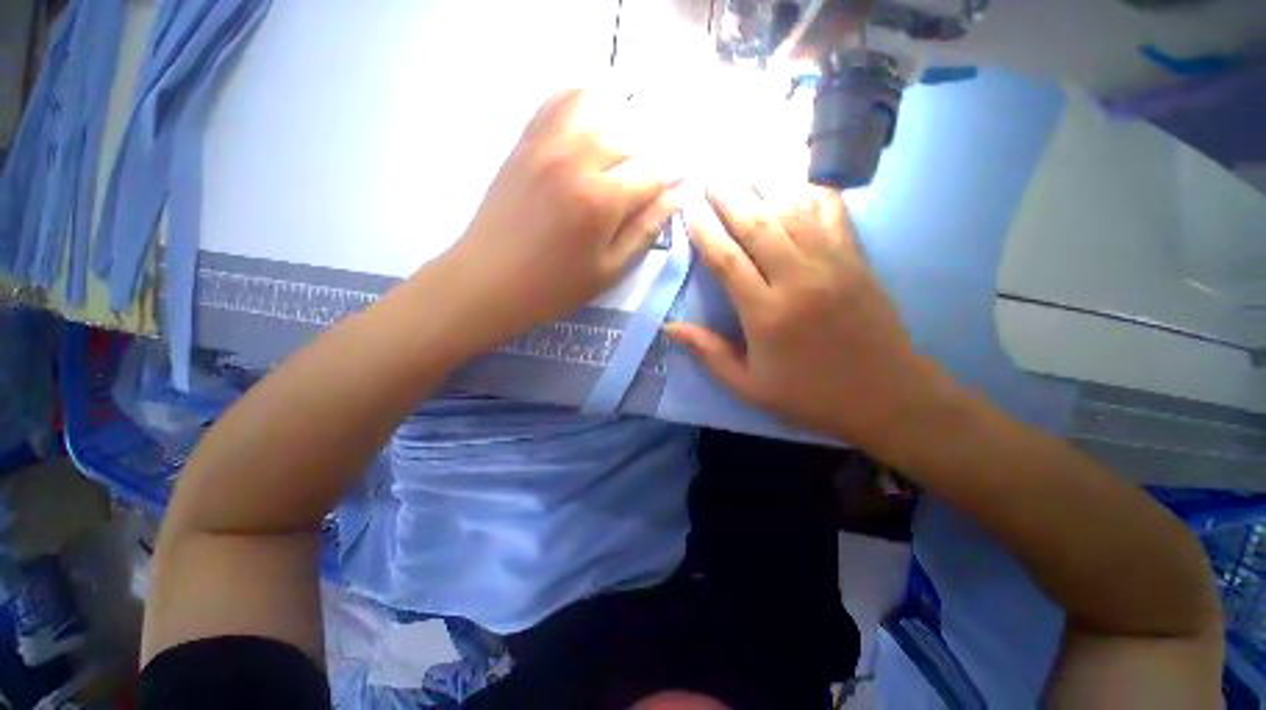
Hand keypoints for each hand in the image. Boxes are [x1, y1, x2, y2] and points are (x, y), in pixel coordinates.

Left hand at [444, 88, 681, 337]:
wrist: (490, 279)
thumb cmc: (555, 286)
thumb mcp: (609, 270)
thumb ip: (645, 231)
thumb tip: (675, 197)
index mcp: (602, 200)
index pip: (653, 171)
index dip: (674, 173)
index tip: (682, 178)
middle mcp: (577, 159)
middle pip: (631, 131)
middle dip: (653, 144)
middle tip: (659, 160)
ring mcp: (546, 144)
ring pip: (597, 103)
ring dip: (623, 111)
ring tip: (632, 132)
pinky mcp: (525, 142)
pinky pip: (557, 100)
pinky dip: (582, 96)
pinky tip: (595, 111)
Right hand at [666, 183, 960, 457]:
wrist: (885, 395)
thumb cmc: (808, 395)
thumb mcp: (748, 386)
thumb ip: (709, 353)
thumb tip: (671, 327)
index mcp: (765, 314)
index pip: (726, 260)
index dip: (704, 231)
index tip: (688, 209)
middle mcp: (797, 280)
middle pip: (757, 226)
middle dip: (729, 197)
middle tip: (710, 174)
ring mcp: (832, 265)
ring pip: (793, 213)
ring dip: (765, 187)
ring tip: (744, 168)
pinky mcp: (857, 260)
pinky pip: (833, 215)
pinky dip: (813, 193)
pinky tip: (797, 181)